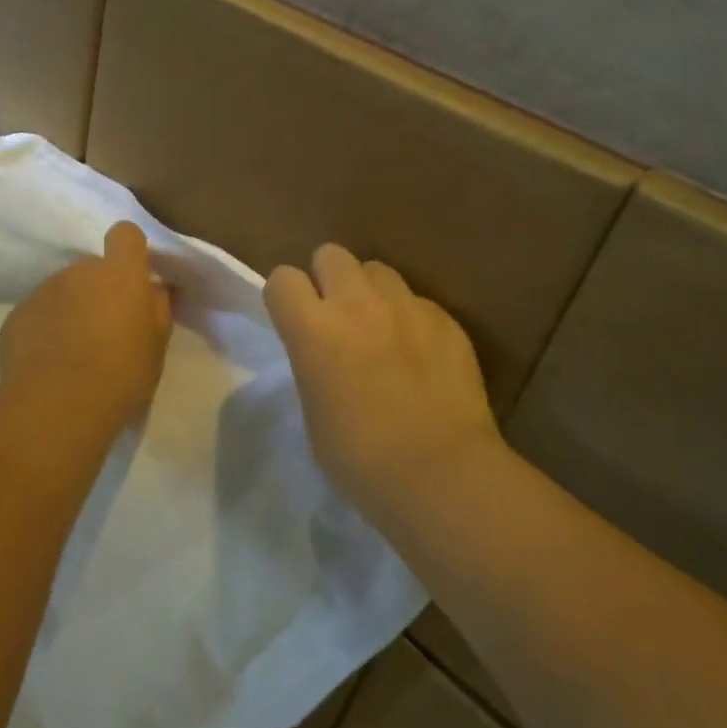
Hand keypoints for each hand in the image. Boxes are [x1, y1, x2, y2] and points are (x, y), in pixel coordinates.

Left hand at [0, 221, 172, 440]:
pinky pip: (38, 313)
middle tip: (105, 329)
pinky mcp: (17, 314)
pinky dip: (45, 329)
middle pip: (92, 268)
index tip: (134, 278)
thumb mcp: (156, 346)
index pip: (125, 234)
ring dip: (71, 309)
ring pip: (63, 290)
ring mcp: (44, 290)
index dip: (130, 251)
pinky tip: (48, 363)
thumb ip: (158, 308)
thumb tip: (154, 288)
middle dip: (99, 289)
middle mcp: (80, 271)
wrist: (57, 406)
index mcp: (120, 273)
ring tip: (74, 351)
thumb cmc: (121, 374)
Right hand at [266, 244, 503, 529]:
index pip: (282, 279)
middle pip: (331, 254)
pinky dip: (412, 318)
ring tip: (382, 327)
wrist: (441, 473)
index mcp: (312, 329)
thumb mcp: (314, 410)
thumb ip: (313, 364)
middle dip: (328, 278)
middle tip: (338, 316)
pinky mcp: (444, 318)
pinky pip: (417, 300)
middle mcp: (356, 304)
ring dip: (371, 292)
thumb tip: (325, 353)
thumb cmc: (361, 459)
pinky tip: (422, 354)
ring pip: (378, 269)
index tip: (295, 320)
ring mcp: (405, 306)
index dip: (286, 298)